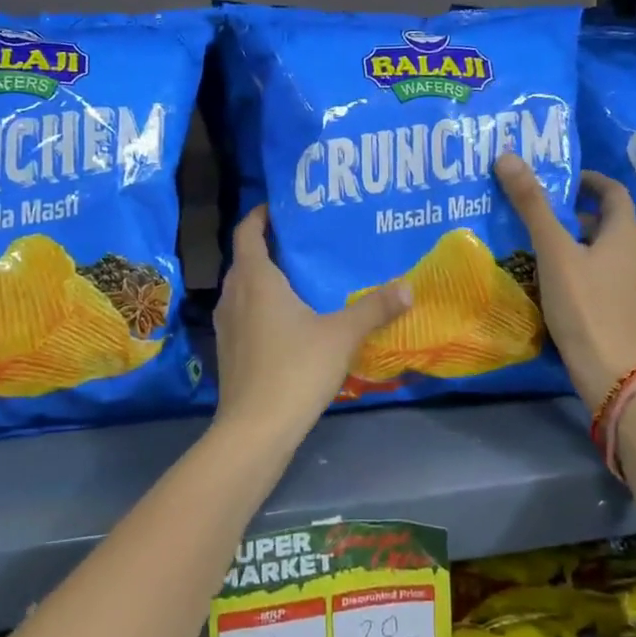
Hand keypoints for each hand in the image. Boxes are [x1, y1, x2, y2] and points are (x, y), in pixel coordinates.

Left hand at [212, 206, 412, 440]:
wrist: (256, 428)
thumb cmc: (296, 369)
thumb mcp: (342, 334)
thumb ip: (375, 307)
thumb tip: (408, 286)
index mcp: (256, 280)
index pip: (247, 232)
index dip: (259, 216)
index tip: (278, 208)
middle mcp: (234, 295)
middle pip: (244, 259)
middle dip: (266, 246)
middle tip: (300, 242)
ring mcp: (227, 325)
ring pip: (241, 288)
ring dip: (261, 278)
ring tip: (297, 278)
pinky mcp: (228, 350)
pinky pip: (242, 313)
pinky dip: (259, 305)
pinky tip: (286, 321)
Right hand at [495, 153, 635, 405]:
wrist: (609, 371)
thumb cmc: (584, 305)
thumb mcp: (553, 251)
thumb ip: (532, 205)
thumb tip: (508, 156)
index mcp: (625, 236)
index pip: (614, 193)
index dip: (590, 180)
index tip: (563, 178)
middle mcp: (634, 256)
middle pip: (606, 222)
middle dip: (574, 212)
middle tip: (540, 209)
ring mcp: (629, 285)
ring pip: (601, 250)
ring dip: (574, 241)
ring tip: (539, 243)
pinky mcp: (619, 309)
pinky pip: (598, 274)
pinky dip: (577, 266)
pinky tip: (551, 279)